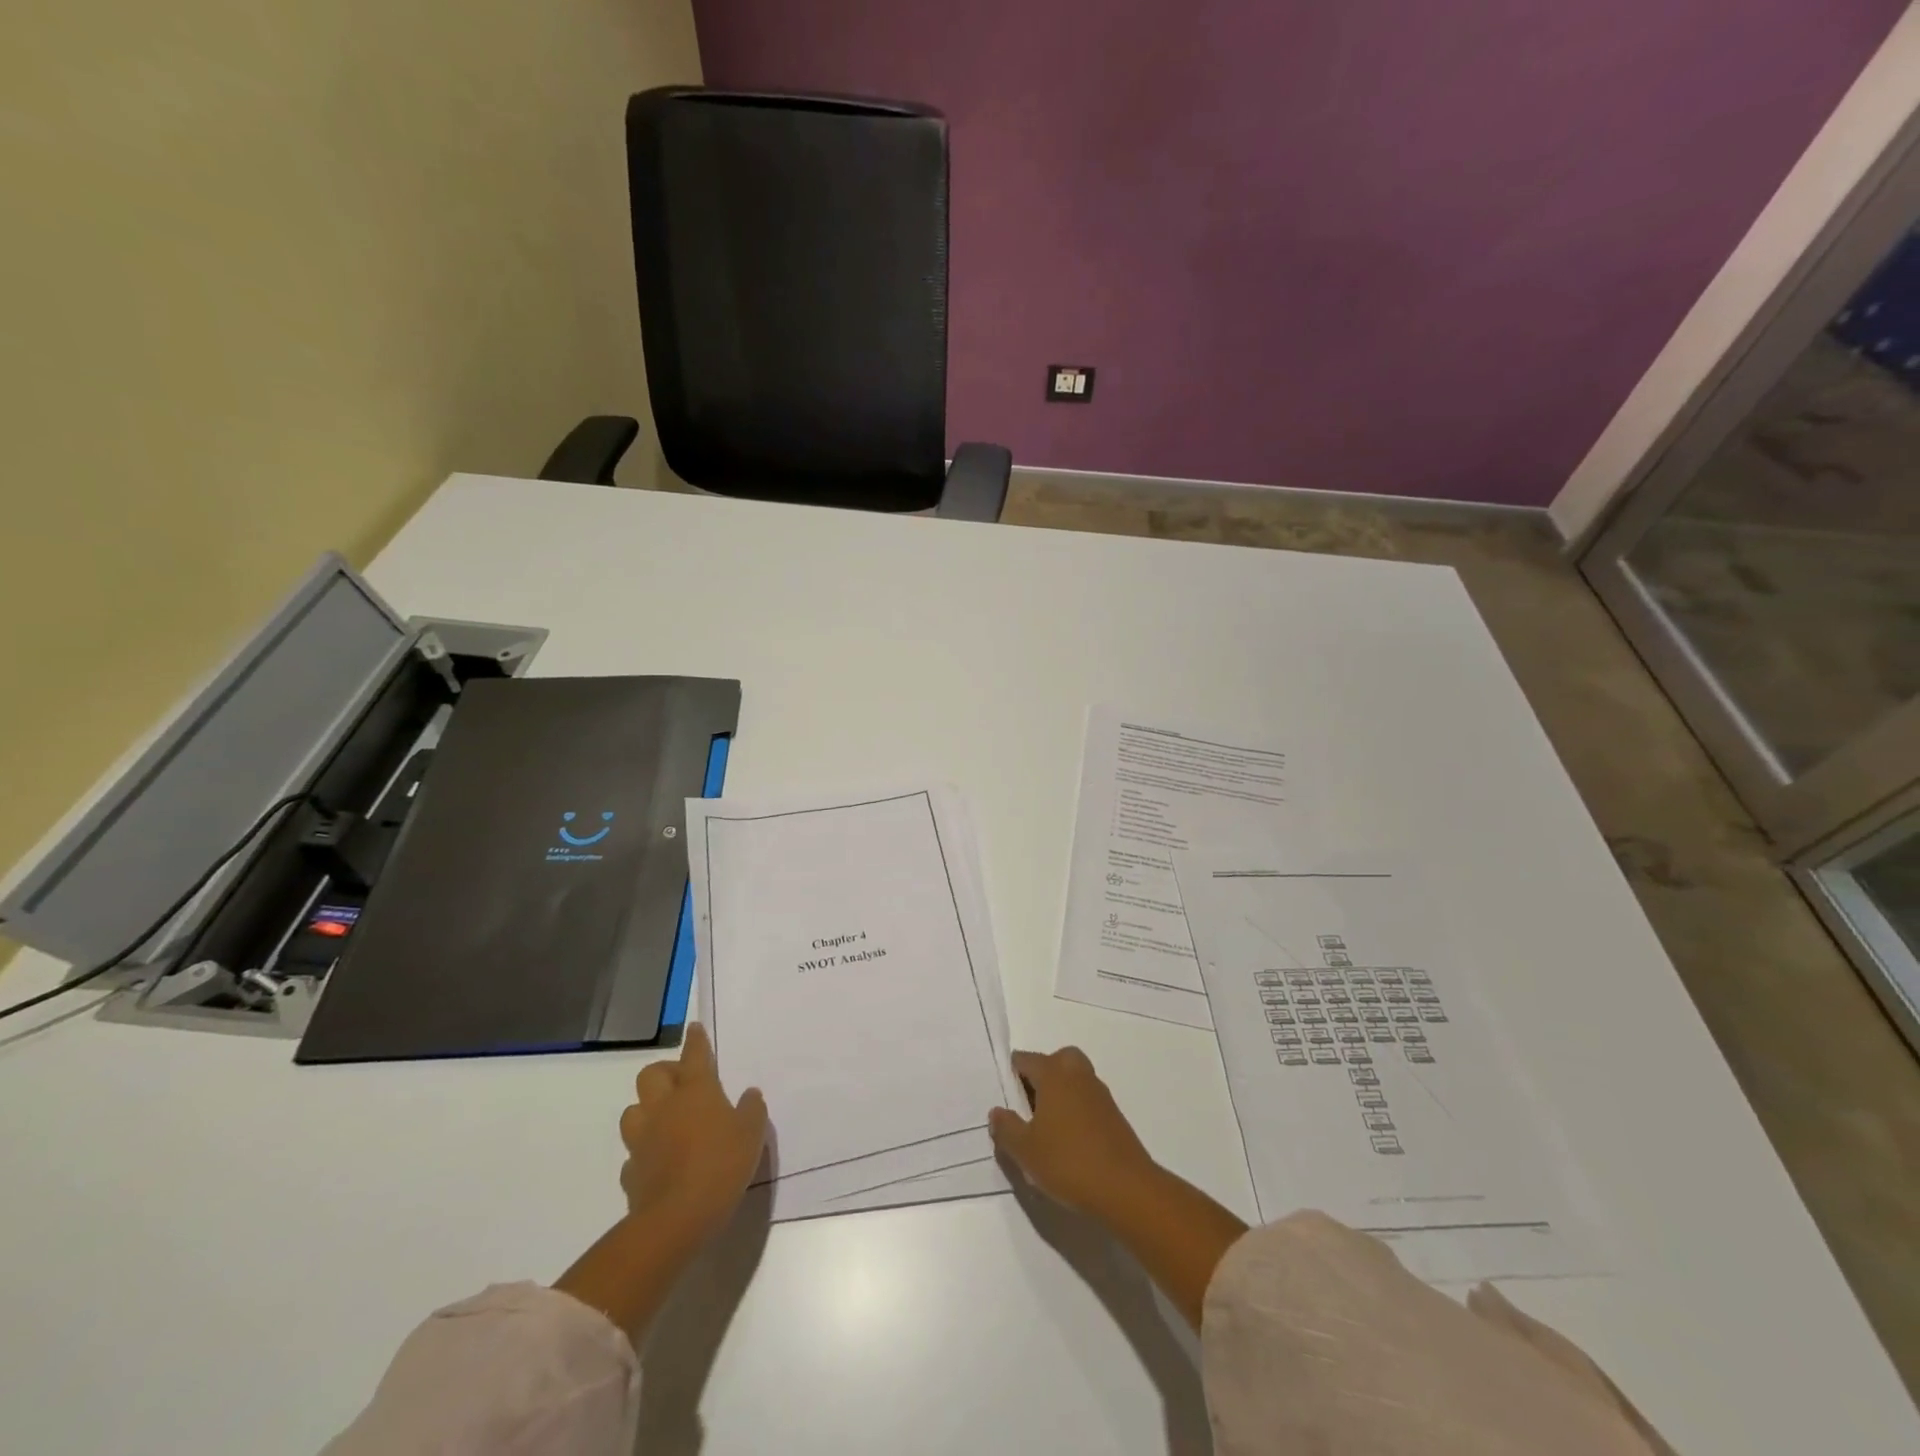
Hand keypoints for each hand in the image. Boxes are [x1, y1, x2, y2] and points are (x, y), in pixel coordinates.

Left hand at [618, 1023, 767, 1244]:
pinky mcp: (631, 1172)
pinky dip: (643, 1152)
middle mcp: (664, 1107)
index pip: (694, 1055)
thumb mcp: (751, 1134)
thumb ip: (752, 1109)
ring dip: (647, 1110)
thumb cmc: (721, 1165)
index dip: (696, 1040)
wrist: (676, 1219)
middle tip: (682, 1083)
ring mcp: (643, 1140)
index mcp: (696, 1091)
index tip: (694, 1028)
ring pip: (633, 1110)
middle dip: (664, 1072)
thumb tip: (749, 1094)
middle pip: (651, 1075)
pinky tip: (657, 1161)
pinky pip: (633, 1153)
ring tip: (664, 1120)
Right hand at [990, 1043, 1246, 1329]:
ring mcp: (1099, 1092)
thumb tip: (996, 1112)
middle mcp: (1077, 1073)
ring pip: (1072, 1080)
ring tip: (1044, 1130)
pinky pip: (1085, 1100)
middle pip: (1054, 1062)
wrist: (1126, 1188)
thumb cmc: (1068, 1162)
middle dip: (1039, 1079)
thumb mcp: (1025, 1150)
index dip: (1010, 1076)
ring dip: (1058, 1095)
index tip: (1003, 1099)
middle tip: (1026, 1109)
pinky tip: (1067, 1141)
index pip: (1025, 1060)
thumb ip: (1006, 1128)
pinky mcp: (1113, 1114)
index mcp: (1054, 1072)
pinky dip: (1074, 1110)